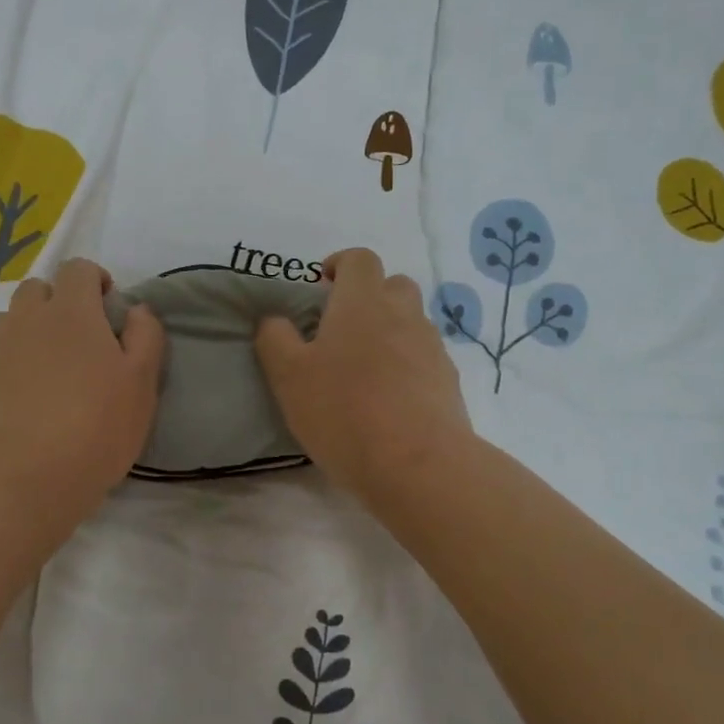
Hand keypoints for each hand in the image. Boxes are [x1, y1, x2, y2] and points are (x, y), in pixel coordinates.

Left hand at [0, 258, 164, 533]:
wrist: (22, 480)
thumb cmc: (95, 429)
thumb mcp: (142, 384)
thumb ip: (145, 336)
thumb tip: (137, 309)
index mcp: (71, 312)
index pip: (78, 269)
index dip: (95, 280)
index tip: (108, 308)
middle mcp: (26, 319)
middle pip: (37, 289)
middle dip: (59, 303)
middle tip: (79, 341)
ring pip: (9, 321)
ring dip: (29, 330)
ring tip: (47, 369)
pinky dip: (7, 364)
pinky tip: (21, 399)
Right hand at [254, 248, 473, 508]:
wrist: (419, 465)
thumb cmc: (344, 412)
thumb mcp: (289, 377)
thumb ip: (275, 339)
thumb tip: (275, 320)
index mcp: (362, 303)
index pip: (359, 259)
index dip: (339, 264)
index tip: (321, 287)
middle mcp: (403, 315)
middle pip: (393, 285)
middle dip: (368, 297)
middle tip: (341, 330)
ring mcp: (432, 348)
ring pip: (410, 323)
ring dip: (388, 333)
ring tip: (363, 373)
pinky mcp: (448, 382)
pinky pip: (424, 359)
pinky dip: (406, 367)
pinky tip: (388, 402)